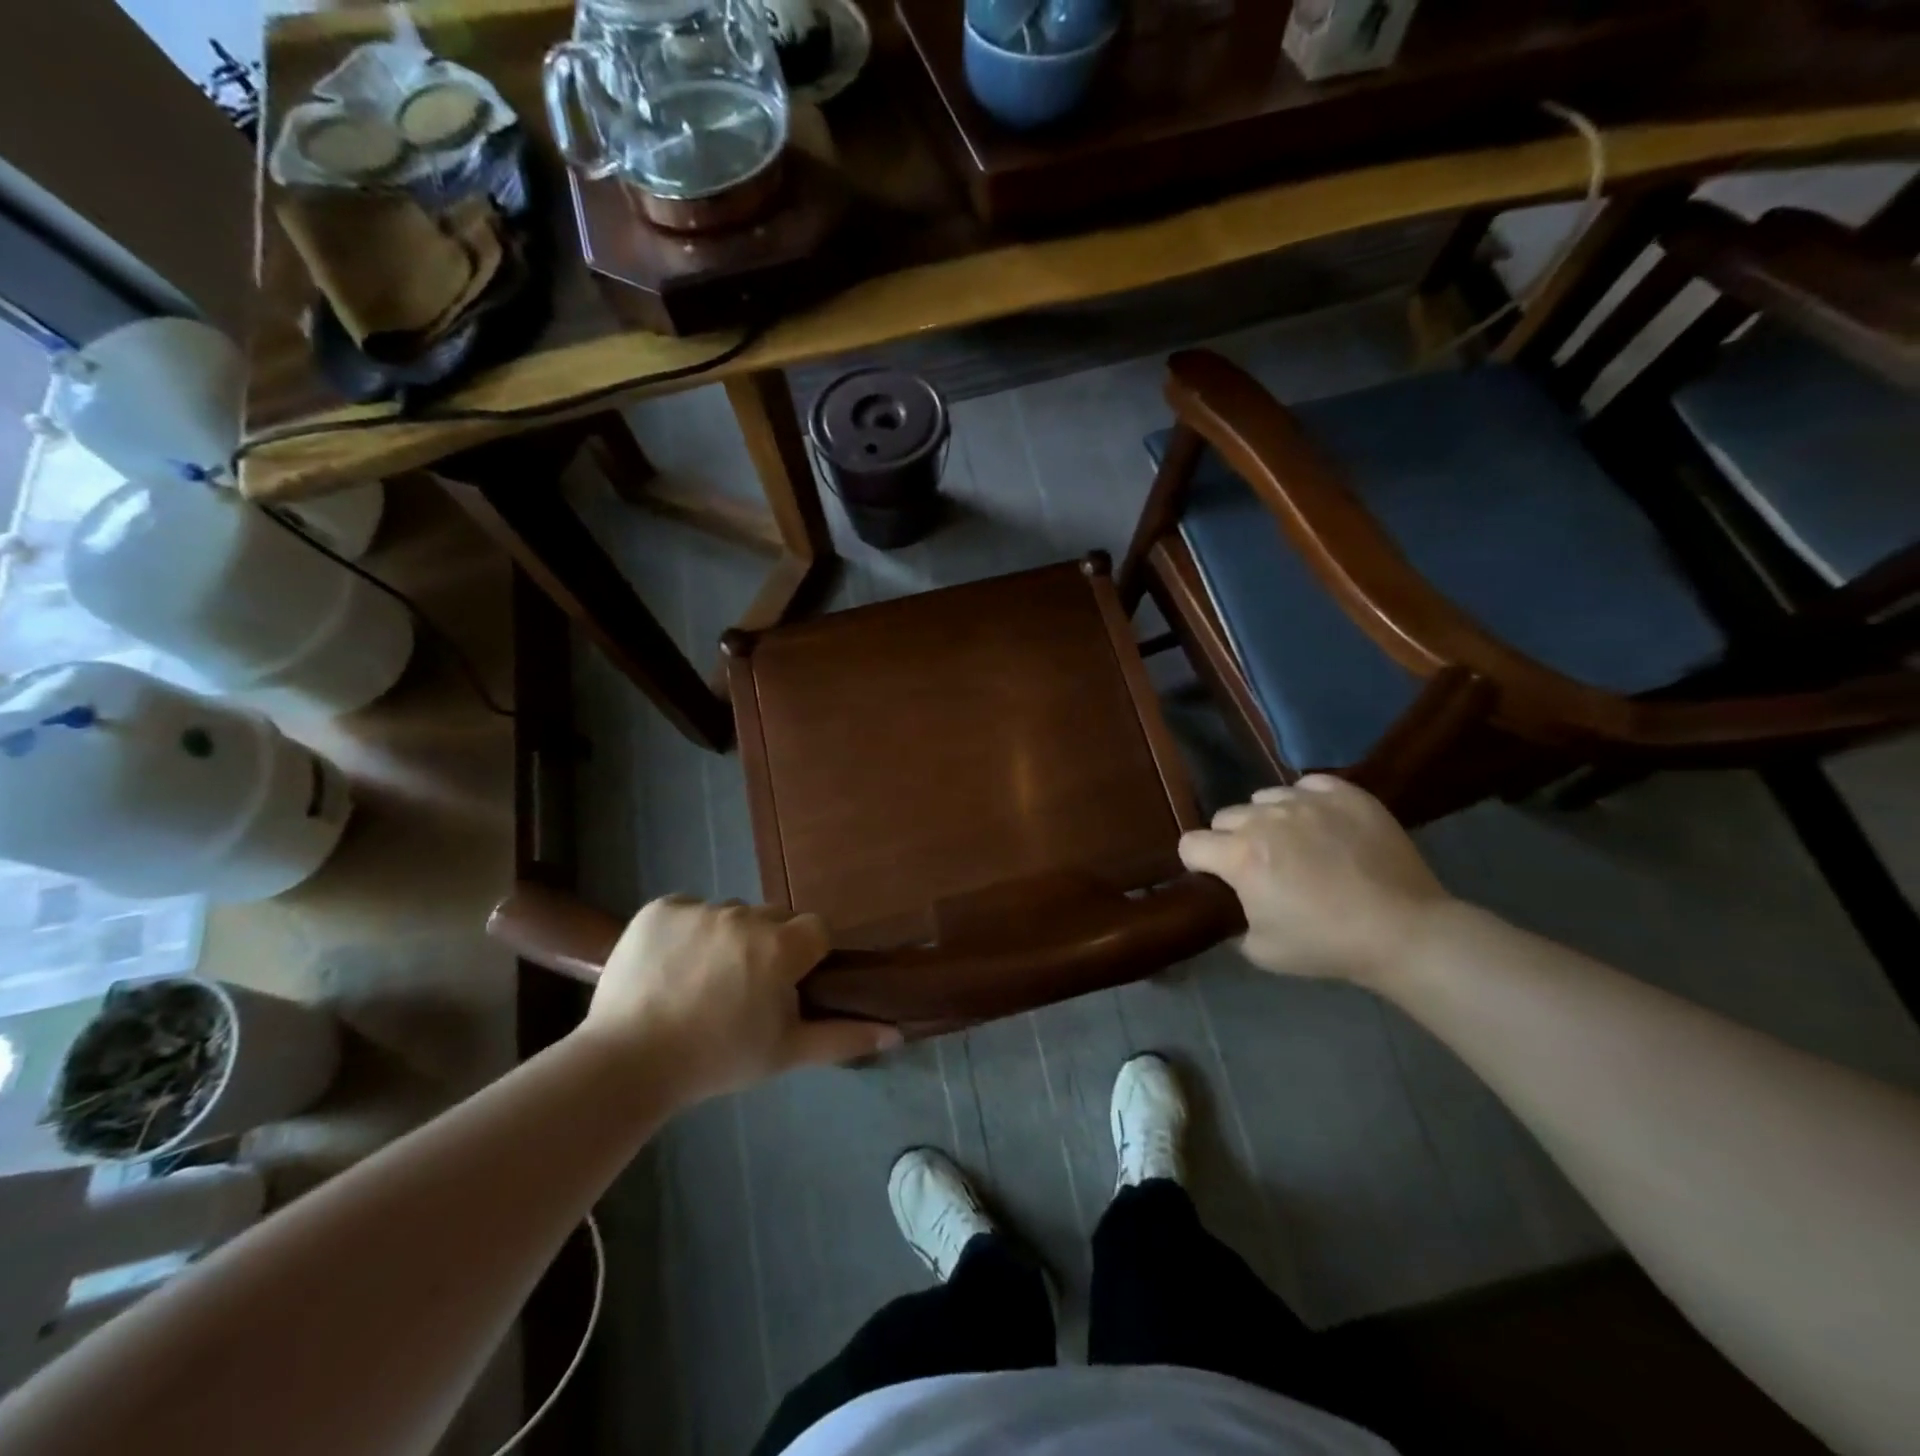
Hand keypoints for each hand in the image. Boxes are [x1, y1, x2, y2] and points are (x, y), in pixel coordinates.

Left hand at [581, 896, 900, 1102]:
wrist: (627, 1063)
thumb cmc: (716, 1059)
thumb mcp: (786, 1054)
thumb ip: (844, 1037)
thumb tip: (897, 1032)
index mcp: (779, 947)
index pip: (815, 931)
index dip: (806, 957)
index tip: (786, 985)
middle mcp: (744, 916)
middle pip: (773, 919)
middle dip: (768, 945)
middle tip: (743, 988)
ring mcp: (699, 908)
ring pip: (731, 914)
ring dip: (728, 937)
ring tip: (702, 980)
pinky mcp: (660, 907)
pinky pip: (689, 909)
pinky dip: (688, 930)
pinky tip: (672, 966)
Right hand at [1178, 776, 1453, 986]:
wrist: (1404, 931)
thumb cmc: (1327, 944)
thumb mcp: (1261, 951)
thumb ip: (1234, 921)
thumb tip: (1233, 904)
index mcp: (1240, 856)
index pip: (1190, 844)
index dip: (1198, 863)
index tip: (1217, 879)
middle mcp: (1265, 819)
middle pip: (1225, 817)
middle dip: (1232, 840)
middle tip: (1260, 867)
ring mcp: (1307, 801)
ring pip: (1264, 799)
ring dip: (1268, 820)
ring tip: (1296, 844)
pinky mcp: (1344, 794)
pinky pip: (1307, 786)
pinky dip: (1306, 802)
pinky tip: (1322, 825)